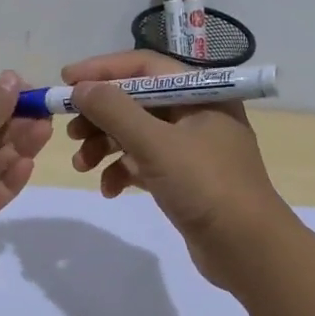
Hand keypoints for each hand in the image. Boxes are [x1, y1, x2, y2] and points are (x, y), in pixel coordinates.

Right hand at [63, 51, 292, 288]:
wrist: (248, 249)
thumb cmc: (206, 186)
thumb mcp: (156, 144)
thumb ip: (114, 111)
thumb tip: (80, 87)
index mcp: (200, 93)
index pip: (143, 66)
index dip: (102, 70)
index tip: (66, 81)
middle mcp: (197, 113)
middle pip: (136, 100)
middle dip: (100, 116)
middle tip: (70, 132)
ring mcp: (191, 147)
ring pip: (137, 133)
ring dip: (105, 146)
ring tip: (81, 166)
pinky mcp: (185, 177)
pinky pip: (145, 162)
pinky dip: (123, 171)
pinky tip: (109, 190)